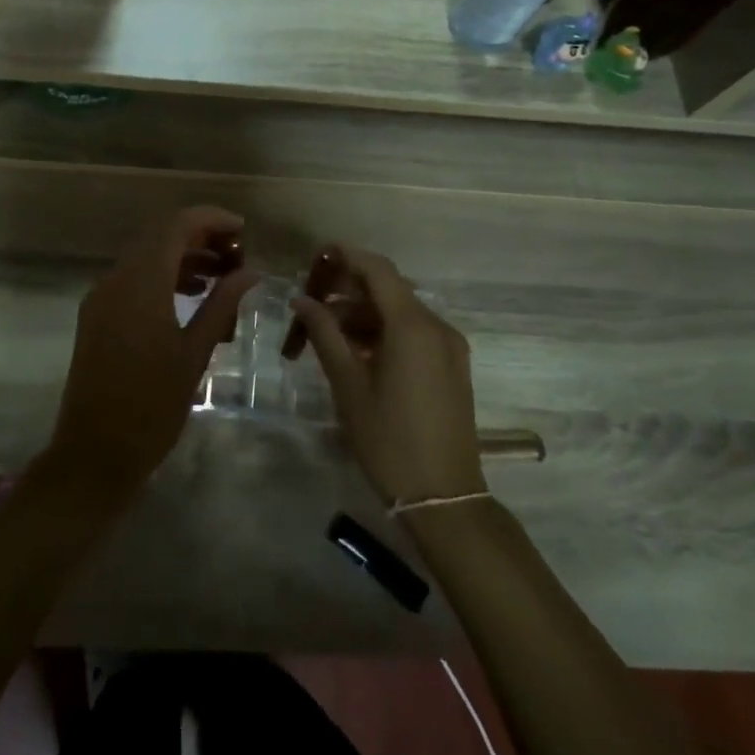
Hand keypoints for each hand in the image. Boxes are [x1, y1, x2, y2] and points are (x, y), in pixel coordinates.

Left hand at [46, 205, 257, 499]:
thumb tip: (251, 272)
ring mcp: (101, 297)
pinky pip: (133, 279)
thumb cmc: (152, 406)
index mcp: (140, 284)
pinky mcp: (96, 315)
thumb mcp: (195, 353)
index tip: (243, 230)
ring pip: (145, 257)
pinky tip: (192, 296)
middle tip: (237, 254)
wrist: (94, 453)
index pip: (176, 226)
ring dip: (182, 257)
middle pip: (159, 236)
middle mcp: (115, 279)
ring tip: (222, 276)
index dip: (211, 219)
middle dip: (199, 237)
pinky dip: (163, 277)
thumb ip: (222, 304)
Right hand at [292, 245, 486, 505]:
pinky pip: (414, 334)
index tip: (316, 256)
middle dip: (350, 289)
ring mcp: (449, 348)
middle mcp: (437, 327)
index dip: (347, 256)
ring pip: (401, 313)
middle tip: (312, 300)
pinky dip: (384, 332)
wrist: (444, 498)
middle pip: (390, 290)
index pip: (378, 270)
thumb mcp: (348, 385)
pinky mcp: (452, 367)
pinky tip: (356, 351)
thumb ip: (325, 334)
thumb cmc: (389, 440)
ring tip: (326, 330)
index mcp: (413, 326)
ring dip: (364, 314)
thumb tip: (302, 300)